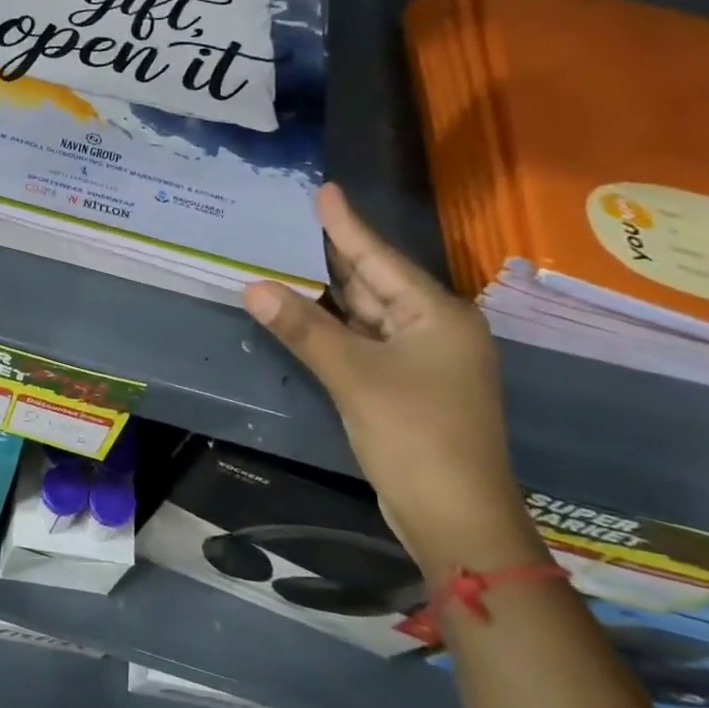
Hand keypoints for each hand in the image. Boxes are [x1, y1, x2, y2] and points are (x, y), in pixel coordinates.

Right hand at [243, 184, 543, 575]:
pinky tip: (306, 314)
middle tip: (296, 222)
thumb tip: (253, 286)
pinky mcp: (406, 387)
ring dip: (331, 293)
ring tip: (292, 257)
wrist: (455, 517)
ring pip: (368, 314)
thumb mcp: (354, 377)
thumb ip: (303, 329)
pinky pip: (365, 342)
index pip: (380, 259)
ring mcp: (423, 361)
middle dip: (336, 254)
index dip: (347, 225)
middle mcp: (435, 330)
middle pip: (376, 283)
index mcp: (437, 316)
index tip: (323, 190)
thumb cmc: (414, 436)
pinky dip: (335, 328)